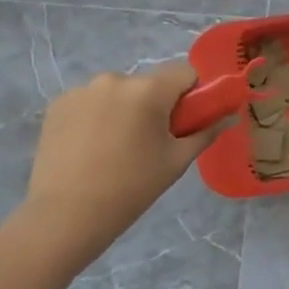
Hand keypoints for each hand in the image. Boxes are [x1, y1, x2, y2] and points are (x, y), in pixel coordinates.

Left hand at [17, 62, 228, 270]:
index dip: (192, 93)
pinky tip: (90, 147)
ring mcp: (82, 90)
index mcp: (148, 90)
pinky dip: (97, 116)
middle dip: (155, 104)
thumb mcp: (176, 161)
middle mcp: (115, 79)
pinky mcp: (58, 104)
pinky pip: (91, 101)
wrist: (64, 216)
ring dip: (125, 109)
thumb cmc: (131, 188)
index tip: (185, 121)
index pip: (185, 71)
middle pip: (150, 83)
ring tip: (116, 147)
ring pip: (119, 92)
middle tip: (151, 142)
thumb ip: (206, 132)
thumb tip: (230, 116)